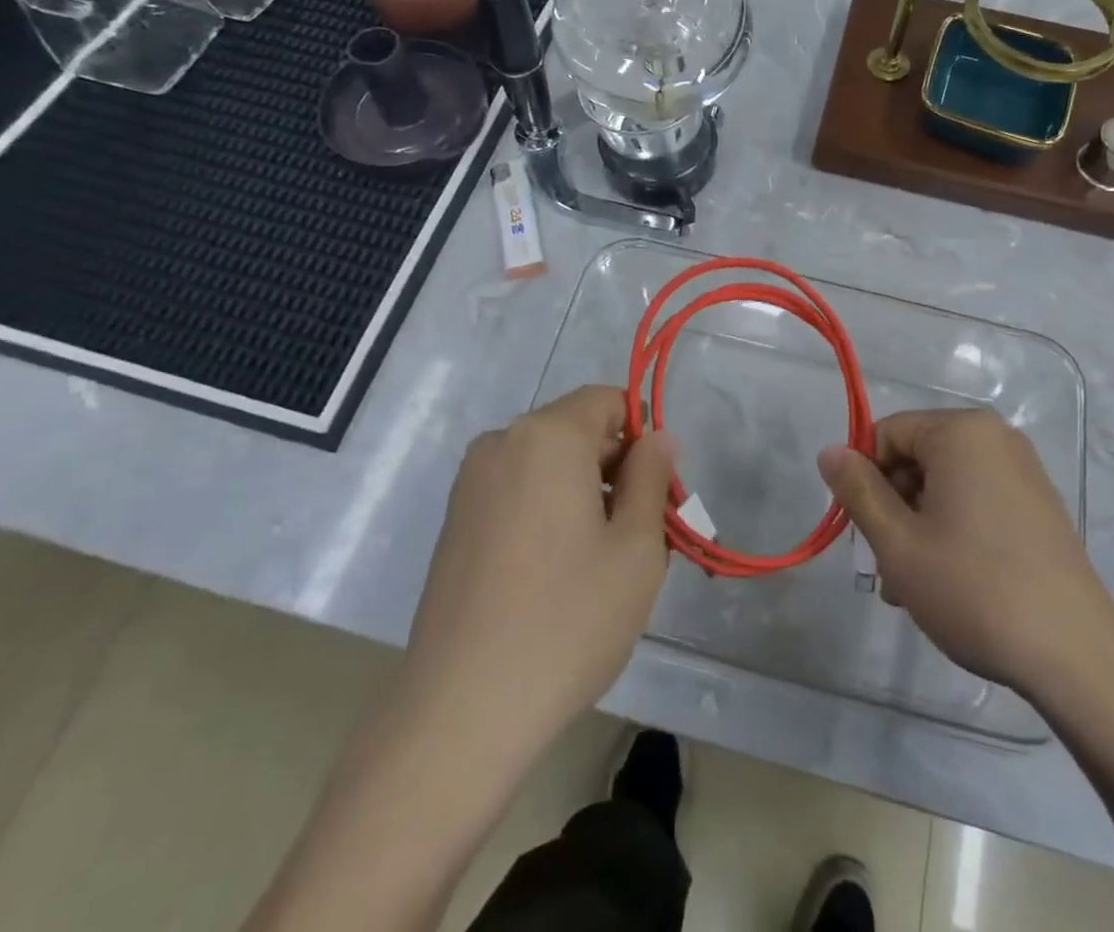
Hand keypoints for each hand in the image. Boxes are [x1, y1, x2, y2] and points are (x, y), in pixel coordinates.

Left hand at [403, 386, 674, 755]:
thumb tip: (658, 437)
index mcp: (547, 435)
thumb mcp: (636, 548)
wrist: (460, 712)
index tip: (657, 492)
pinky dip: (548, 513)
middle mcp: (502, 444)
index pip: (608, 401)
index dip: (642, 437)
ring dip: (583, 495)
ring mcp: (471, 485)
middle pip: (577, 432)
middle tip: (642, 537)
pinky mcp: (454, 524)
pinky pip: (518, 493)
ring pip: (548, 466)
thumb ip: (651, 477)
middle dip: (616, 470)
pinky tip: (558, 576)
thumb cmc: (566, 620)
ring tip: (602, 564)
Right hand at [818, 409, 1113, 701]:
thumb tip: (829, 450)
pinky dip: (952, 532)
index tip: (862, 531)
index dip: (864, 478)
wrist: (1075, 656)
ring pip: (945, 487)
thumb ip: (857, 490)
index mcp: (962, 432)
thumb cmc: (974, 589)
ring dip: (918, 529)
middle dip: (893, 509)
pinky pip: (976, 503)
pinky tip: (947, 584)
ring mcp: (1024, 473)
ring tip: (911, 589)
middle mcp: (996, 439)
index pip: (888, 434)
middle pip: (917, 459)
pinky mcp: (1039, 507)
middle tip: (885, 568)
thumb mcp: (898, 542)